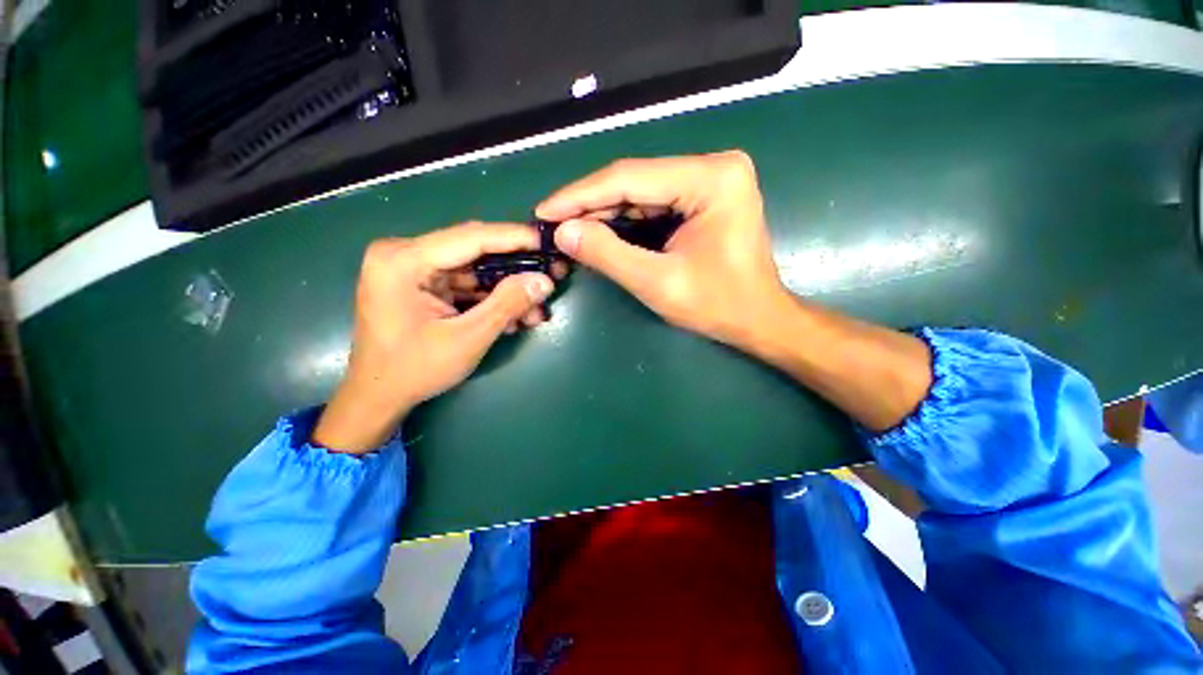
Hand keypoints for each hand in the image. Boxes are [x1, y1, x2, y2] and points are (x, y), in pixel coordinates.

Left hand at [313, 223, 560, 453]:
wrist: (378, 397)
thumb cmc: (414, 370)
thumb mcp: (467, 339)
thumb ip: (507, 305)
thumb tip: (545, 281)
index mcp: (403, 260)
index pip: (471, 238)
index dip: (514, 238)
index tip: (548, 241)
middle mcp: (405, 255)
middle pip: (474, 251)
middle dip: (516, 267)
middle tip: (552, 273)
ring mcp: (414, 270)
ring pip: (476, 270)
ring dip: (508, 288)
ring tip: (538, 306)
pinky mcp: (424, 285)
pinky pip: (467, 284)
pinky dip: (493, 298)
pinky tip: (518, 314)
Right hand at [536, 151, 790, 349]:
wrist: (758, 319)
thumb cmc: (718, 306)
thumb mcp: (658, 283)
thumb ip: (608, 254)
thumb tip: (563, 232)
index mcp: (711, 179)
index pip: (629, 178)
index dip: (580, 195)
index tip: (544, 210)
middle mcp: (713, 167)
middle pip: (635, 181)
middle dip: (589, 205)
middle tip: (551, 223)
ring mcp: (710, 180)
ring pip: (640, 192)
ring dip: (603, 213)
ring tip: (566, 228)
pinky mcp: (704, 196)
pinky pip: (653, 203)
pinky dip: (624, 220)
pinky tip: (598, 231)